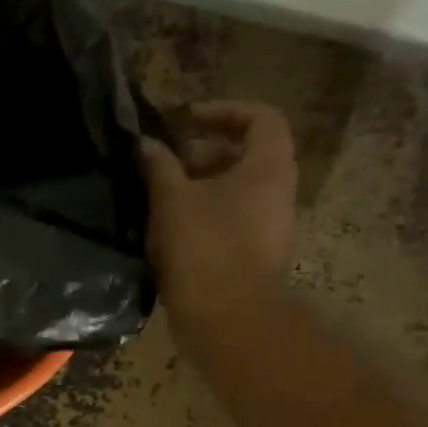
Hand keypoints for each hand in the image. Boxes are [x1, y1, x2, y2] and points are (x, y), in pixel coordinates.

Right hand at [142, 100, 297, 331]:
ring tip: (163, 200)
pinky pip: (234, 219)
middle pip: (249, 155)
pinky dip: (207, 214)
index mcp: (268, 166)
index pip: (260, 118)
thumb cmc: (204, 246)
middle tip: (167, 164)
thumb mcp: (172, 199)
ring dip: (203, 187)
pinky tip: (174, 231)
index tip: (186, 121)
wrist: (227, 315)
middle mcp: (279, 190)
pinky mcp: (258, 255)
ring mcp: (272, 225)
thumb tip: (147, 143)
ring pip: (239, 190)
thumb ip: (160, 166)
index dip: (223, 111)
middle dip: (205, 153)